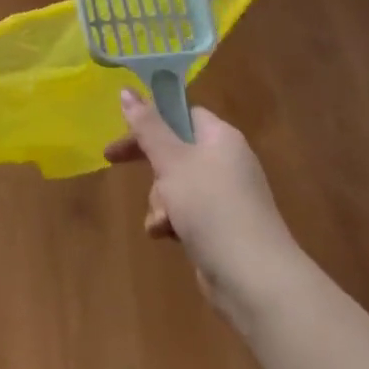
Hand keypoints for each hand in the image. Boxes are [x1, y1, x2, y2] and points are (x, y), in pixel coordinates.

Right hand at [105, 91, 301, 325]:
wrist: (254, 279)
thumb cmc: (211, 207)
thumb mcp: (172, 161)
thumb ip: (147, 126)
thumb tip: (126, 90)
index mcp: (220, 137)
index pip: (183, 113)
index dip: (152, 118)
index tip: (123, 128)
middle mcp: (226, 161)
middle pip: (176, 149)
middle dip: (150, 164)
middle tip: (114, 161)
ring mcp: (226, 196)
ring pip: (177, 184)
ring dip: (159, 199)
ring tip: (161, 219)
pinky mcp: (222, 228)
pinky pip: (188, 212)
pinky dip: (172, 220)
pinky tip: (165, 235)